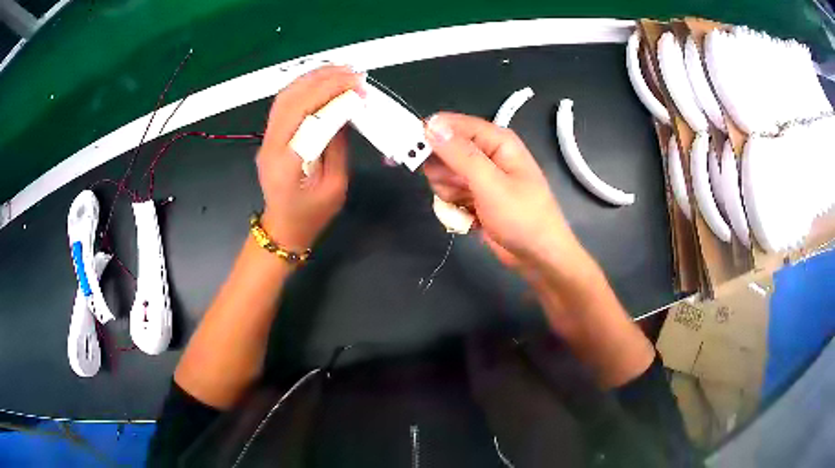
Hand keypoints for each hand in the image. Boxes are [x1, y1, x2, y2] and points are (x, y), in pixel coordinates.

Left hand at [256, 66, 364, 249]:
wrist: (282, 227)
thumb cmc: (311, 215)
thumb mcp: (336, 186)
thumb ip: (338, 147)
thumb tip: (345, 111)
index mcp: (288, 166)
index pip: (309, 121)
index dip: (335, 100)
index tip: (359, 90)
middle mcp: (271, 146)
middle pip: (293, 102)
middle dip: (325, 82)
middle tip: (354, 73)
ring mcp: (266, 138)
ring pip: (285, 97)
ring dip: (313, 78)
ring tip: (341, 69)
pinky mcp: (269, 134)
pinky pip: (284, 102)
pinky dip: (303, 85)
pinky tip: (322, 79)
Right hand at [423, 113, 582, 272]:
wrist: (538, 257)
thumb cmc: (522, 217)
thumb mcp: (491, 184)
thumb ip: (460, 154)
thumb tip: (430, 125)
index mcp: (495, 140)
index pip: (451, 125)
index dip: (427, 134)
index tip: (405, 149)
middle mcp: (486, 153)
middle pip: (442, 150)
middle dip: (442, 172)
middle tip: (458, 188)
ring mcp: (479, 176)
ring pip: (441, 174)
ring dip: (448, 193)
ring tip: (469, 205)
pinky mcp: (473, 196)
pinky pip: (447, 193)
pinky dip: (453, 206)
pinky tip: (469, 217)